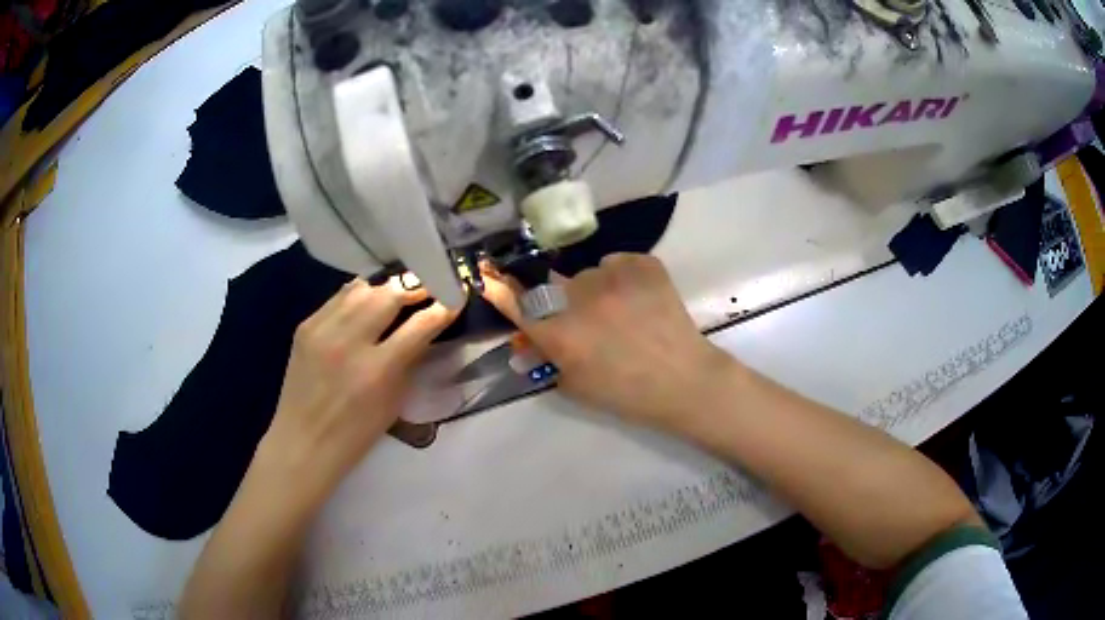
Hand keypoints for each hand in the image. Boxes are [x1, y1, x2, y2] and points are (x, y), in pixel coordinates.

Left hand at [259, 277, 458, 498]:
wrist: (303, 440)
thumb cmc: (355, 432)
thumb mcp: (393, 402)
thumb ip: (409, 361)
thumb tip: (425, 329)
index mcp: (377, 371)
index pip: (420, 325)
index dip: (443, 307)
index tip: (456, 298)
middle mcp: (349, 342)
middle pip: (389, 294)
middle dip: (414, 287)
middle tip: (427, 287)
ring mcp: (323, 330)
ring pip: (362, 288)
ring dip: (384, 288)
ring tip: (395, 293)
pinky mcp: (305, 325)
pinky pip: (338, 297)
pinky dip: (357, 296)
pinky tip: (364, 304)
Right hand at [482, 254, 733, 431]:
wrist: (684, 380)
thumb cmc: (627, 394)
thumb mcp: (576, 386)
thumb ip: (546, 359)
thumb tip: (524, 340)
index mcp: (561, 334)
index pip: (516, 302)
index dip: (500, 289)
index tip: (488, 275)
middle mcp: (580, 299)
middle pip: (555, 286)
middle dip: (564, 302)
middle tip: (590, 322)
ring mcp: (614, 277)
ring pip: (588, 274)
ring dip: (595, 290)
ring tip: (622, 312)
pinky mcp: (642, 264)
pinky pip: (618, 262)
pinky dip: (622, 277)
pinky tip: (640, 299)